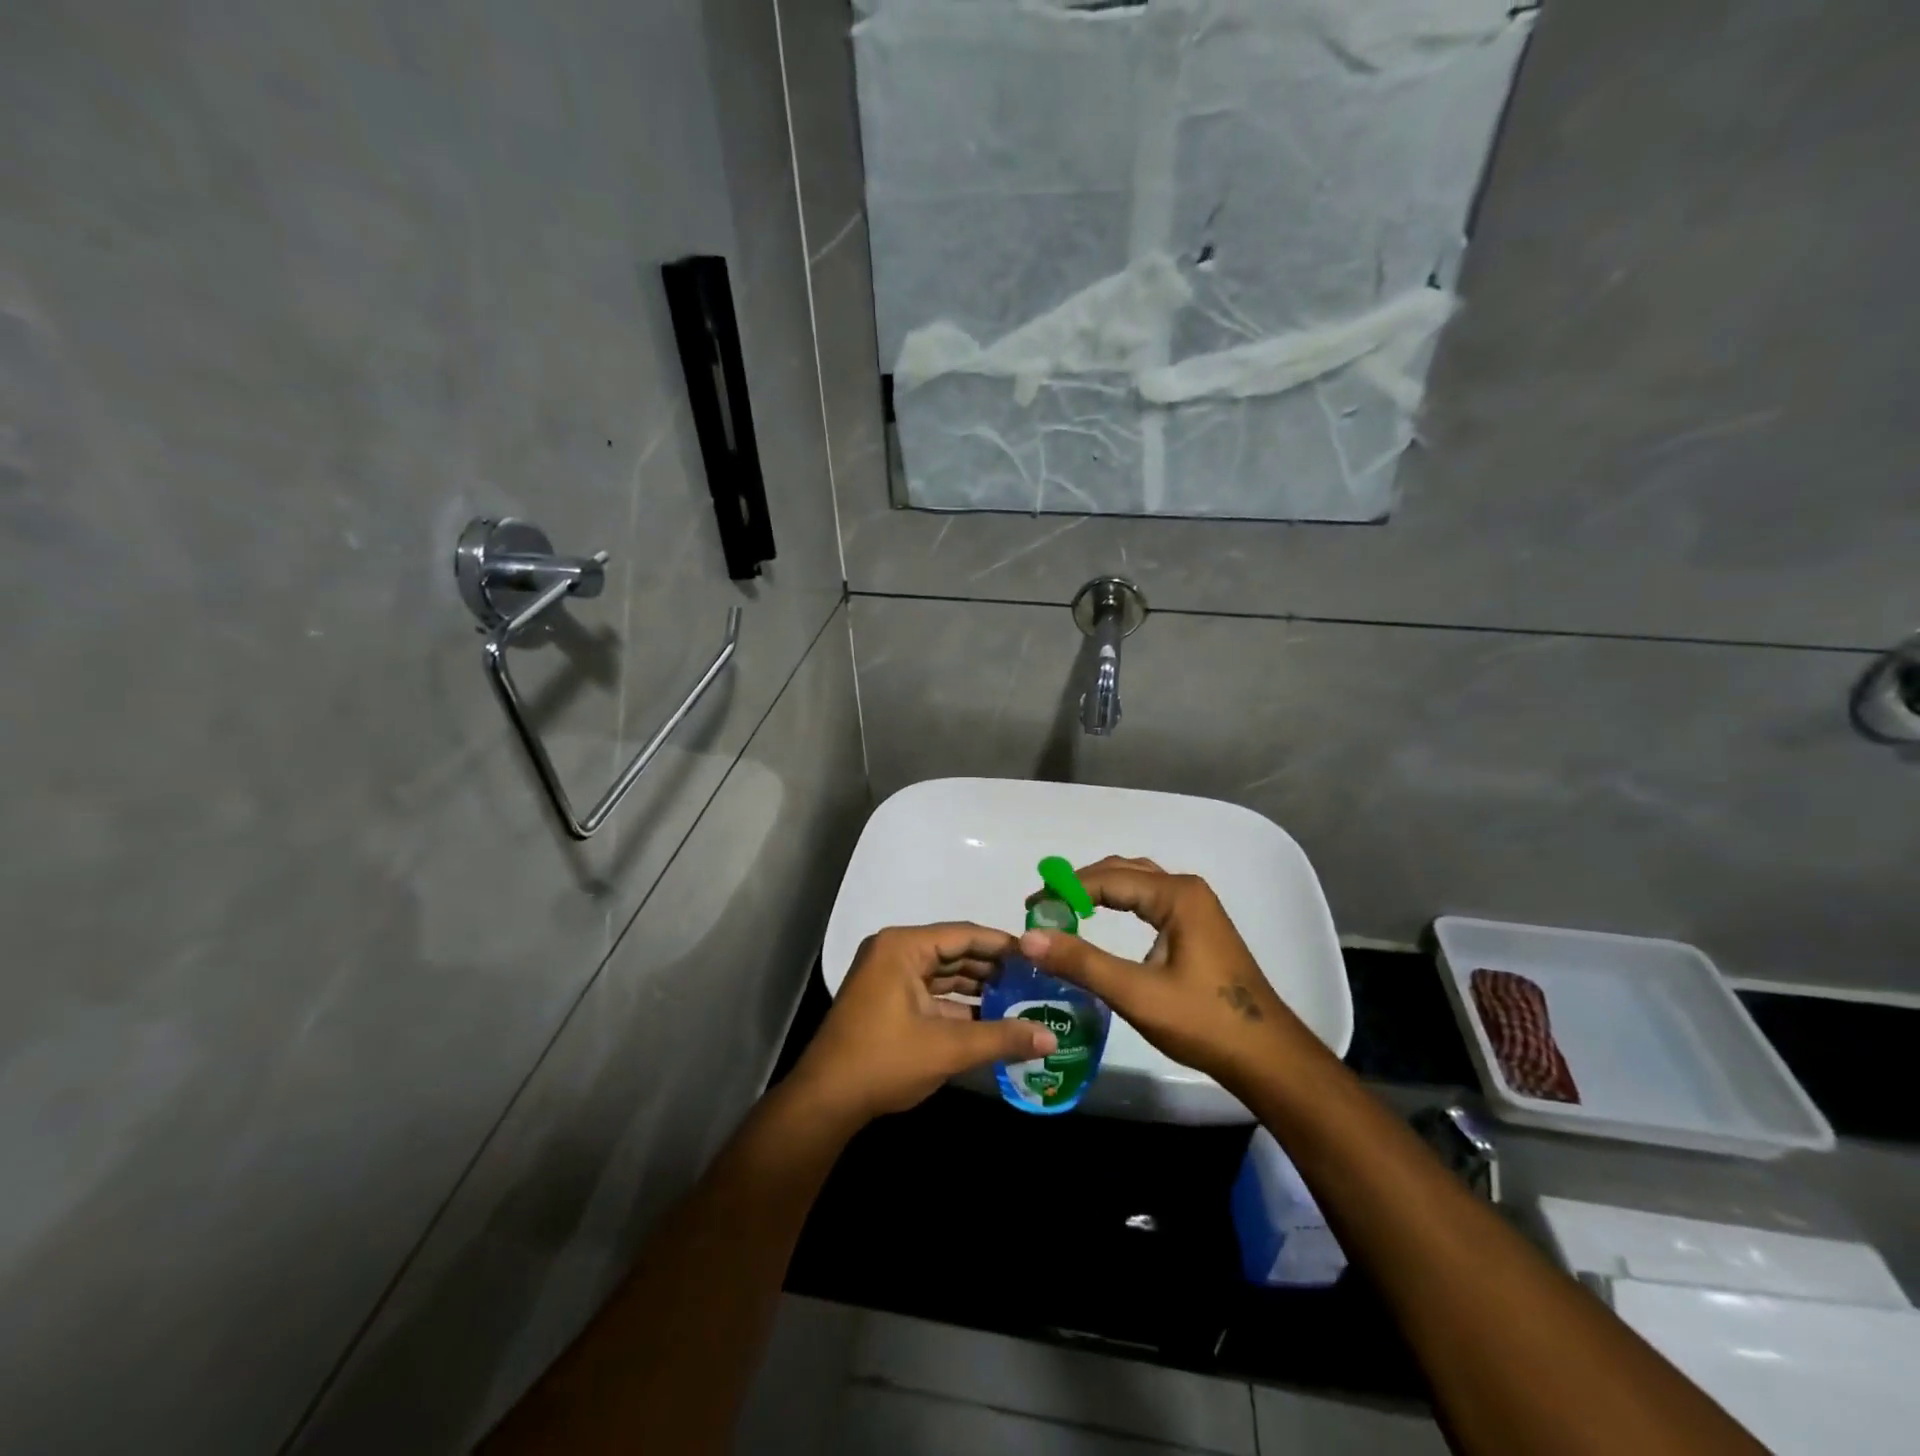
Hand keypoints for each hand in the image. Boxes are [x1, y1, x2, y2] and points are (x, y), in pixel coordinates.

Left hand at [790, 923, 1058, 1127]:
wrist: (825, 1101)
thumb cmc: (884, 1061)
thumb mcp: (947, 1048)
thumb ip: (1002, 1038)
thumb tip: (1052, 1038)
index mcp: (903, 947)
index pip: (964, 934)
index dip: (1003, 945)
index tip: (1039, 955)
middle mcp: (895, 952)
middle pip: (954, 952)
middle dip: (994, 968)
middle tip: (1036, 979)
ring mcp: (888, 977)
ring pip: (944, 974)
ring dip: (979, 988)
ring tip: (1022, 999)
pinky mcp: (887, 1001)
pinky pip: (931, 993)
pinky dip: (959, 1005)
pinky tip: (992, 1019)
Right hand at [1018, 858, 1320, 1088]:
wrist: (1266, 1057)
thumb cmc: (1203, 1022)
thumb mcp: (1136, 993)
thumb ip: (1081, 962)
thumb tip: (1027, 938)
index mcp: (1176, 895)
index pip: (1107, 879)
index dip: (1064, 890)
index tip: (1031, 909)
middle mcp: (1187, 890)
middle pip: (1121, 872)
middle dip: (1078, 886)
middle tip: (1042, 909)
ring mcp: (1196, 907)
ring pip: (1136, 884)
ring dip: (1098, 892)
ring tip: (1064, 911)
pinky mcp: (1197, 927)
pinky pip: (1148, 900)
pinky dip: (1118, 903)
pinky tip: (1102, 921)